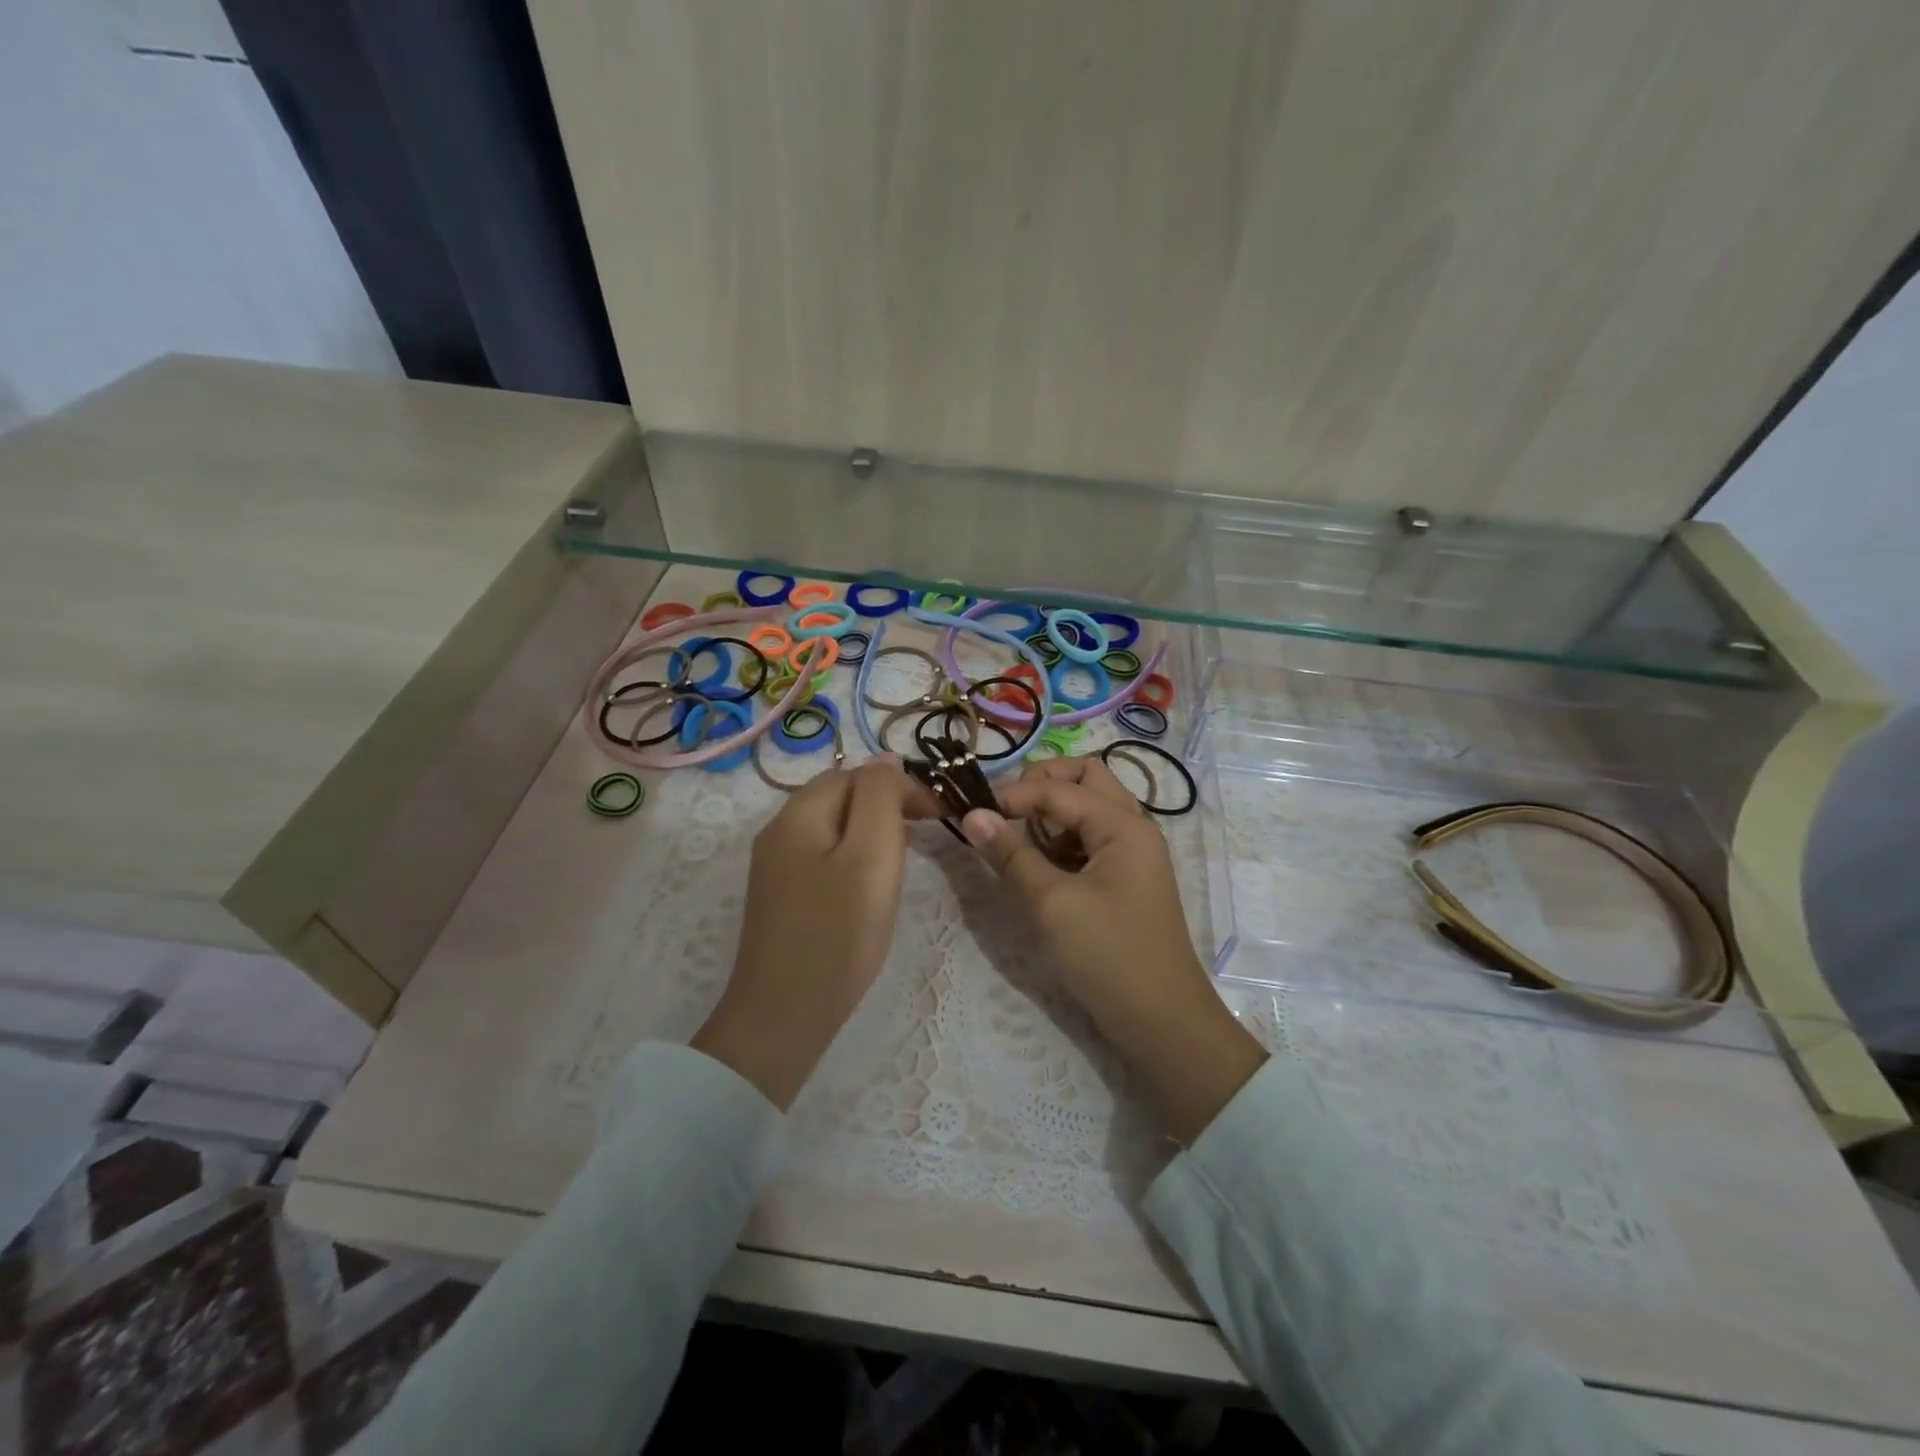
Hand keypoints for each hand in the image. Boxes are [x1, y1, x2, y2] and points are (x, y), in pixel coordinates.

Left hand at [692, 757, 923, 1108]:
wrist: (783, 1017)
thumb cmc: (837, 933)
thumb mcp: (871, 855)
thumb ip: (880, 798)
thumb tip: (885, 759)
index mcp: (798, 814)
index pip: (855, 774)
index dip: (900, 785)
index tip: (940, 813)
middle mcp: (779, 832)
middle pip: (840, 797)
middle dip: (886, 805)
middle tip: (927, 832)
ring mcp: (776, 867)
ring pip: (834, 828)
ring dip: (873, 831)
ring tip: (906, 855)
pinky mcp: (783, 898)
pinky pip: (824, 857)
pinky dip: (855, 858)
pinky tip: (872, 883)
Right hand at [962, 758, 1266, 1143]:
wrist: (1161, 1021)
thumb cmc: (1107, 956)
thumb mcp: (1051, 904)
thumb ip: (1010, 855)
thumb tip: (972, 814)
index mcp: (1123, 825)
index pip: (1059, 787)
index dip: (1014, 794)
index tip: (973, 814)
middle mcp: (1133, 828)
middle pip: (1085, 778)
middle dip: (1041, 785)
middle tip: (1006, 812)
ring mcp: (1132, 853)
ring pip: (1088, 807)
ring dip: (1051, 813)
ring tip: (1021, 846)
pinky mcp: (1124, 878)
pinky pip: (1090, 839)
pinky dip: (1062, 841)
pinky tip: (1042, 871)